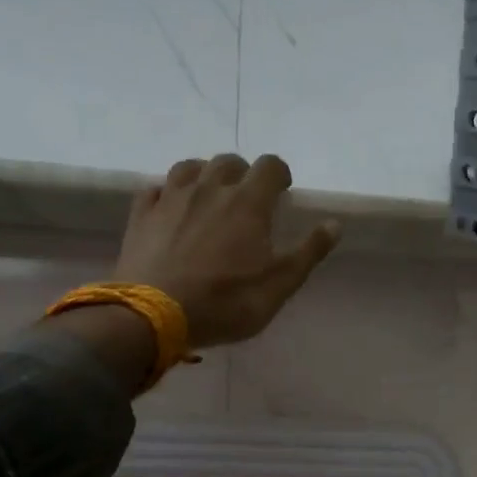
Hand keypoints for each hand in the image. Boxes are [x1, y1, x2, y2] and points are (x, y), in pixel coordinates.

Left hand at [113, 153, 339, 348]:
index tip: (283, 190)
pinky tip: (171, 209)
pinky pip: (155, 189)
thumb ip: (308, 253)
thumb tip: (334, 224)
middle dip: (243, 173)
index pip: (270, 166)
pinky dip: (168, 193)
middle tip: (247, 197)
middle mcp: (210, 188)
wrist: (155, 315)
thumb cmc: (225, 302)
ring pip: (190, 167)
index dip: (280, 174)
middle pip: (229, 162)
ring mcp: (171, 198)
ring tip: (209, 196)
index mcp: (248, 202)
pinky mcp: (142, 214)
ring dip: (205, 175)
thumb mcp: (278, 286)